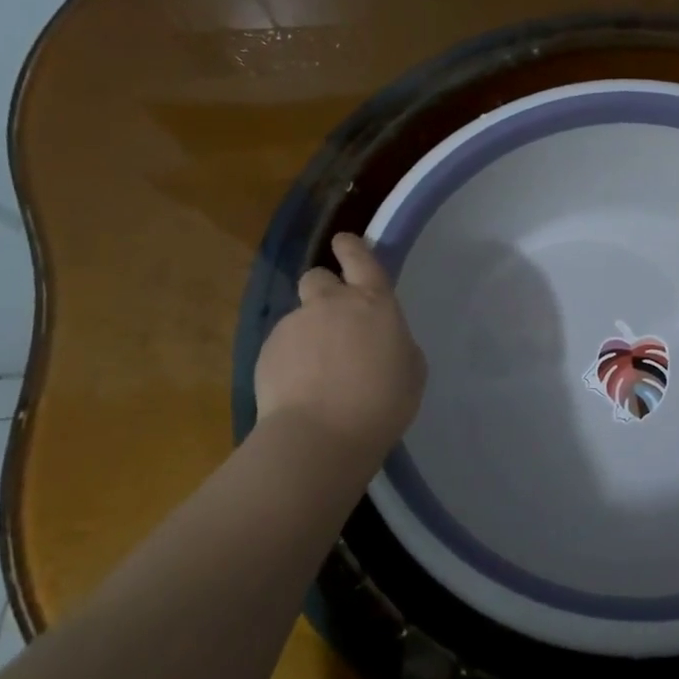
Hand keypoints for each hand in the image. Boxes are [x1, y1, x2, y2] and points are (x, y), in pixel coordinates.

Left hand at [254, 233, 426, 463]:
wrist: (320, 435)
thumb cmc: (382, 401)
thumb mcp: (412, 369)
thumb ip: (396, 342)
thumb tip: (381, 340)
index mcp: (373, 302)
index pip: (360, 259)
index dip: (351, 248)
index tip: (344, 243)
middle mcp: (331, 303)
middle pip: (318, 277)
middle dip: (324, 290)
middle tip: (334, 321)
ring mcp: (294, 325)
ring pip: (300, 316)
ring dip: (309, 332)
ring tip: (318, 370)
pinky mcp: (267, 351)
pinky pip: (282, 345)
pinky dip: (290, 359)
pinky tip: (300, 388)